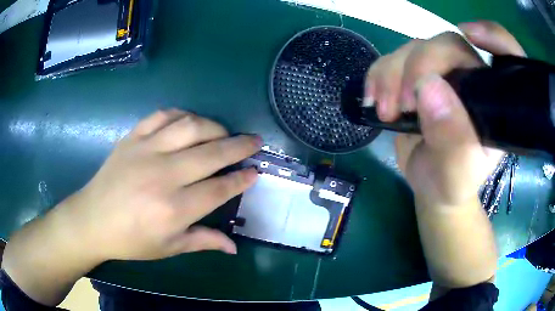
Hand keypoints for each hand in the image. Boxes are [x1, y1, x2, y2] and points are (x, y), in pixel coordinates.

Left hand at [67, 109, 260, 259]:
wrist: (93, 220)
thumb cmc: (131, 240)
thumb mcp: (168, 248)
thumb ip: (203, 241)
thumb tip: (234, 246)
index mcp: (173, 209)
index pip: (219, 188)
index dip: (241, 179)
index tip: (255, 171)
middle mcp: (162, 175)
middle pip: (211, 153)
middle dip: (239, 146)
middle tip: (254, 141)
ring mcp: (145, 151)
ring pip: (190, 127)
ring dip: (214, 126)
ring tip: (224, 133)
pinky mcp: (132, 138)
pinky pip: (162, 116)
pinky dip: (182, 115)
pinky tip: (190, 122)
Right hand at [365, 21, 524, 207]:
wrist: (430, 184)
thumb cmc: (452, 183)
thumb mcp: (457, 175)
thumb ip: (453, 142)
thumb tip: (428, 88)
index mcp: (493, 100)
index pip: (507, 56)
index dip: (494, 36)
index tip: (470, 33)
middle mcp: (471, 79)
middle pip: (448, 45)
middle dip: (421, 66)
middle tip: (404, 104)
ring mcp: (442, 74)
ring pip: (415, 48)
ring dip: (393, 74)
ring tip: (386, 111)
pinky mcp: (416, 76)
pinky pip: (392, 58)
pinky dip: (378, 75)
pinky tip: (375, 100)